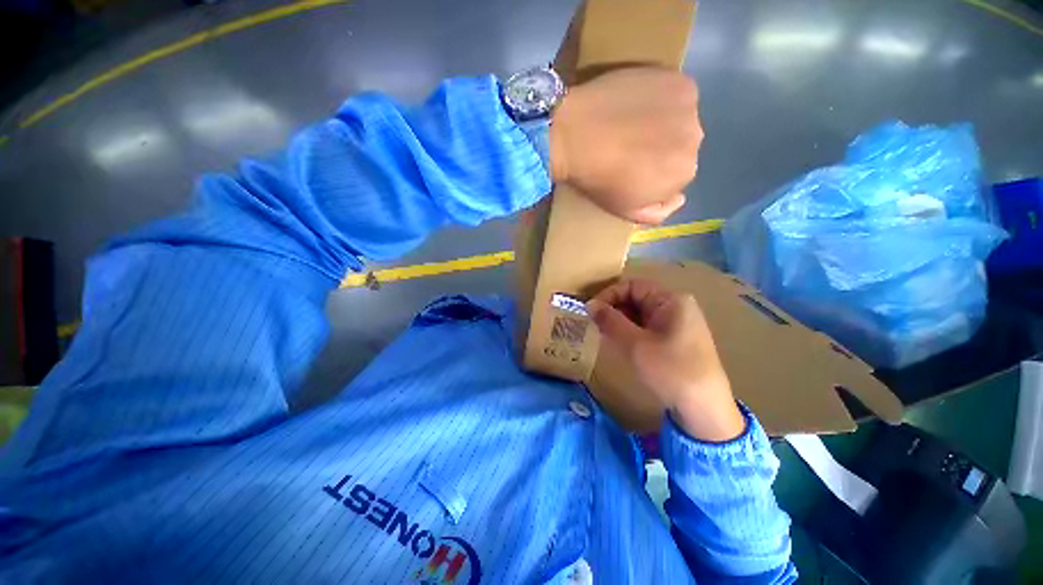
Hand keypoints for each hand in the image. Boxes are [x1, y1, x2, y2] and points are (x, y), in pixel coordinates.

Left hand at [549, 67, 702, 224]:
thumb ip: (659, 211)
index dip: (655, 172)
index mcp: (684, 173)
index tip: (633, 169)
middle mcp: (695, 139)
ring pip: (680, 119)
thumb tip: (679, 197)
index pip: (677, 175)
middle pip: (682, 146)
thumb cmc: (599, 179)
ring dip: (664, 123)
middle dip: (662, 148)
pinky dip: (661, 99)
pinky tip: (637, 103)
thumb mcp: (626, 210)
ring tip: (632, 123)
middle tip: (631, 145)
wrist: (575, 135)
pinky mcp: (677, 78)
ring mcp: (689, 106)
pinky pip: (675, 94)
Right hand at [587, 279, 744, 441]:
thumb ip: (610, 320)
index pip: (632, 285)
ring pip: (641, 314)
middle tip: (596, 326)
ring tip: (606, 336)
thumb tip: (590, 304)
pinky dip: (632, 332)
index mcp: (671, 300)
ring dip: (621, 322)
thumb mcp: (634, 343)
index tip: (591, 312)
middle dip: (614, 309)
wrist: (704, 409)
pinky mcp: (677, 339)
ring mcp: (679, 323)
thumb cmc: (669, 370)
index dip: (609, 295)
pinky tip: (622, 345)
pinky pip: (648, 327)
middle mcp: (677, 306)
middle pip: (637, 298)